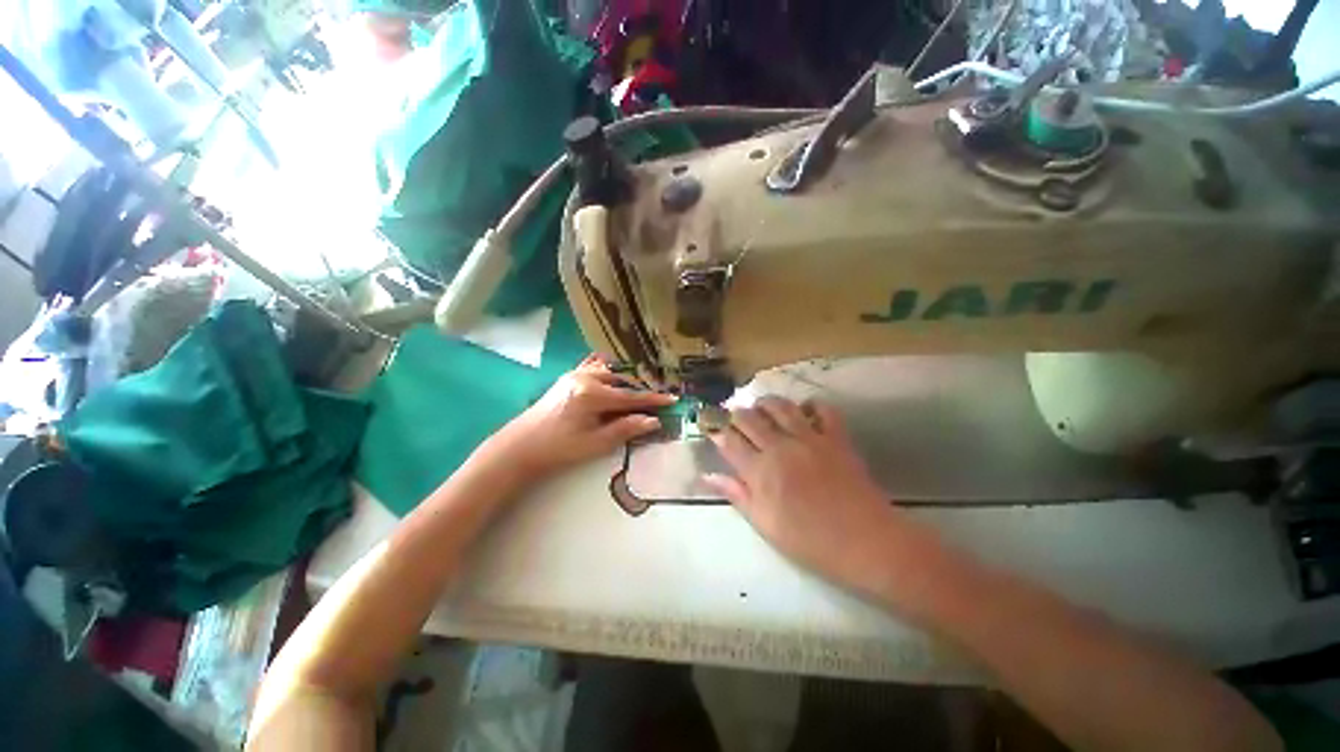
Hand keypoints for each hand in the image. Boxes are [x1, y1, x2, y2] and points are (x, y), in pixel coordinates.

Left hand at [485, 358, 674, 481]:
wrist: (520, 447)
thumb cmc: (559, 449)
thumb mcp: (595, 444)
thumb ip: (625, 429)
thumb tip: (653, 421)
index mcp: (592, 394)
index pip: (630, 397)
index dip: (653, 400)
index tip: (672, 399)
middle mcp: (585, 378)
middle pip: (621, 382)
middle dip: (640, 391)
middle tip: (656, 400)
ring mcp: (574, 375)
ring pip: (609, 374)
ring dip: (625, 383)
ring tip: (638, 393)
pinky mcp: (568, 378)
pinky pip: (594, 369)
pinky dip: (608, 373)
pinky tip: (615, 376)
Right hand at [704, 397, 896, 582]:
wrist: (866, 542)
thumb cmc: (810, 541)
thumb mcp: (765, 524)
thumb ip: (737, 494)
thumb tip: (708, 476)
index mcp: (761, 471)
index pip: (729, 440)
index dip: (716, 431)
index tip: (711, 428)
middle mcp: (781, 447)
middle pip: (750, 418)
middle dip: (736, 414)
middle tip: (734, 419)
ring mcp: (810, 438)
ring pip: (780, 406)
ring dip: (766, 403)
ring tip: (761, 408)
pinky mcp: (836, 437)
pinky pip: (823, 409)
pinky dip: (811, 405)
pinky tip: (804, 411)